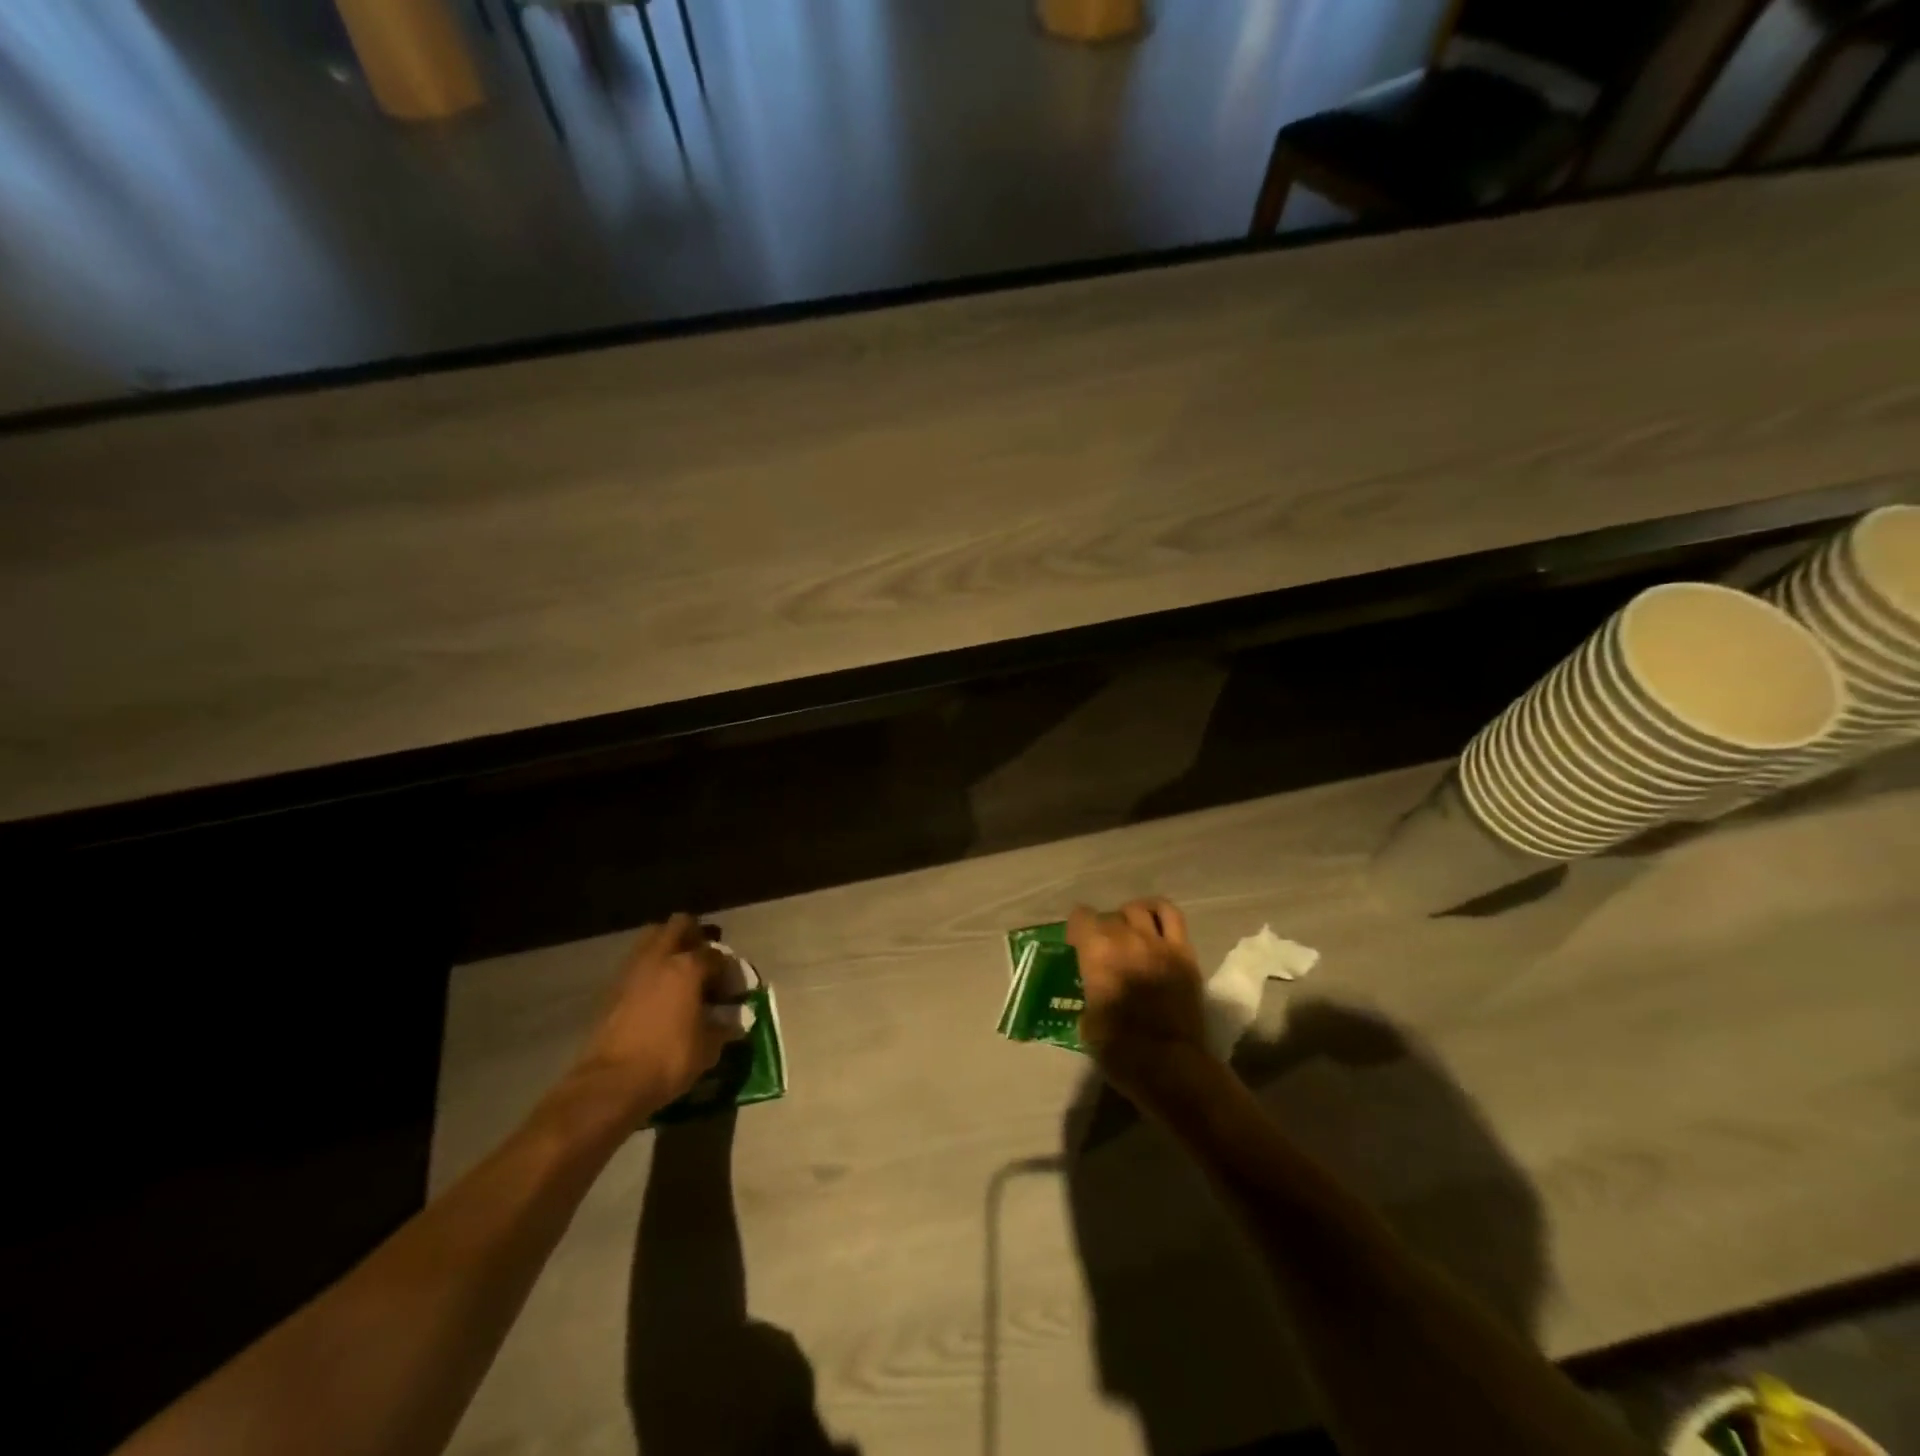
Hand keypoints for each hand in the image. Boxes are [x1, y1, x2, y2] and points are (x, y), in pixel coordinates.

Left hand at [560, 914, 742, 1126]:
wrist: (610, 1084)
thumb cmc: (668, 1059)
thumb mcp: (708, 1048)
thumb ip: (724, 1027)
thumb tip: (734, 1020)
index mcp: (688, 967)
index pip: (716, 955)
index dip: (728, 969)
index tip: (732, 988)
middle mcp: (660, 958)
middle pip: (680, 925)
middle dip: (695, 935)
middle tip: (704, 959)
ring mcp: (631, 970)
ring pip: (652, 939)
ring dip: (668, 947)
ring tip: (679, 973)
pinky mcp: (611, 989)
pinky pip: (636, 964)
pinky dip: (649, 969)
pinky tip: (657, 993)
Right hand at [1068, 898, 1208, 1106]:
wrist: (1171, 1067)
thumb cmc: (1120, 1050)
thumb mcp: (1088, 1022)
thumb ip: (1091, 993)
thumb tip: (1097, 989)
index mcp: (1097, 953)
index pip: (1081, 918)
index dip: (1076, 930)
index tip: (1076, 945)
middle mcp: (1126, 938)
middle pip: (1109, 916)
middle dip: (1101, 928)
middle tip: (1102, 948)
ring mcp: (1158, 943)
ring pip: (1138, 910)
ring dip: (1128, 918)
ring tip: (1128, 933)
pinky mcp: (1184, 953)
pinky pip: (1172, 916)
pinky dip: (1158, 911)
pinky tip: (1152, 922)